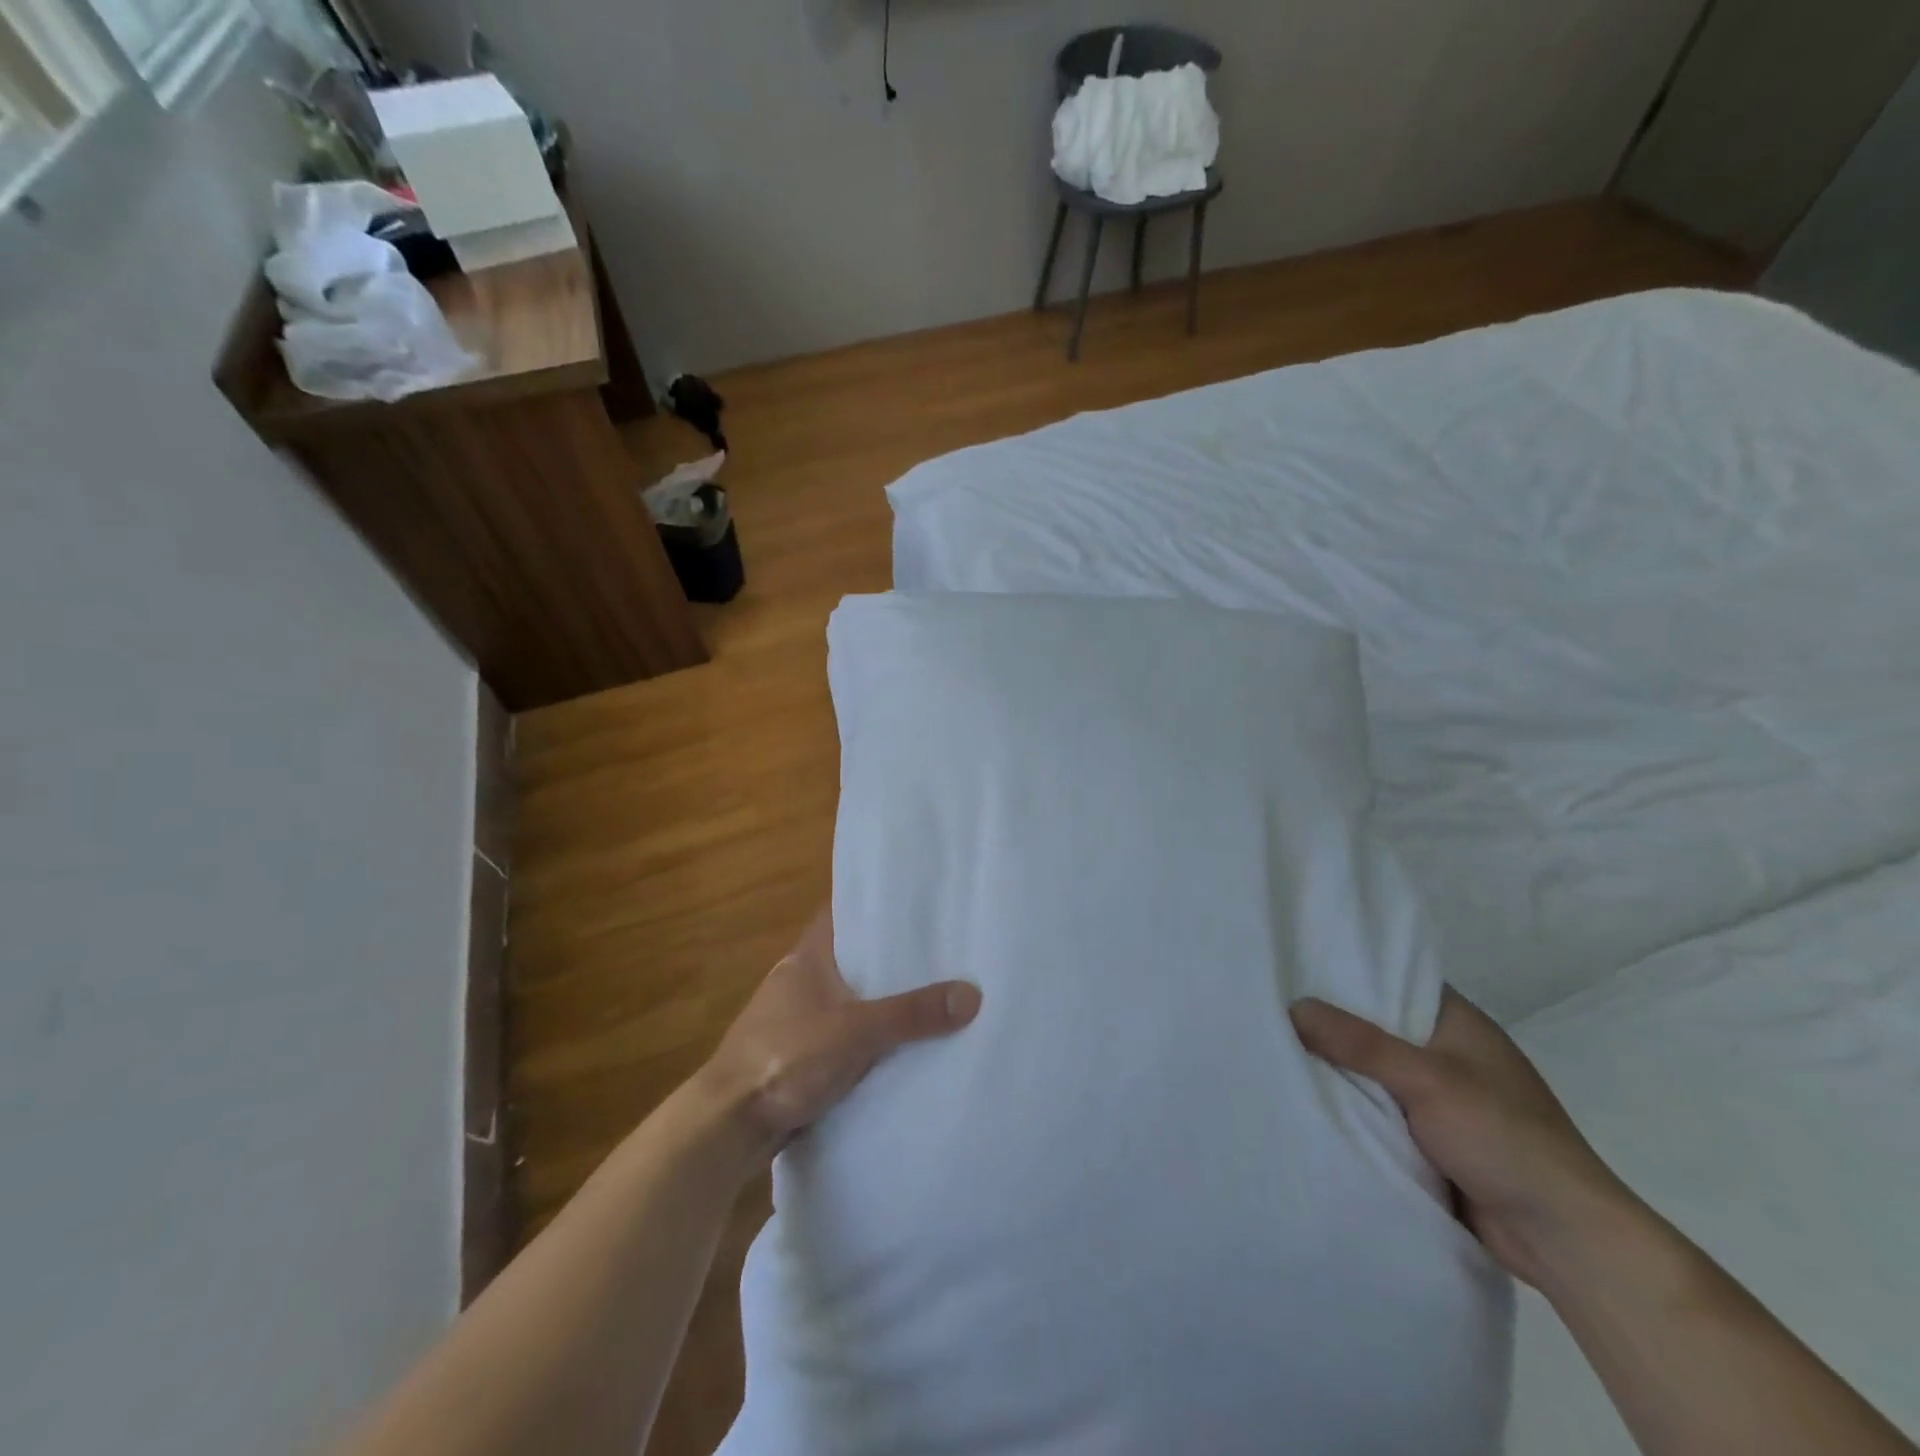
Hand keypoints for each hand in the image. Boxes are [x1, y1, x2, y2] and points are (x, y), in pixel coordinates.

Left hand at [695, 907, 982, 1156]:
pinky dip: (869, 1035)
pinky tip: (901, 1043)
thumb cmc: (784, 1058)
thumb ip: (911, 1014)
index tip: (918, 901)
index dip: (877, 904)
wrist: (727, 1126)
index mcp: (808, 956)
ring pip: (851, 998)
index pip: (845, 912)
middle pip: (853, 956)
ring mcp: (798, 1018)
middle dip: (891, 956)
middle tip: (942, 950)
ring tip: (932, 993)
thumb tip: (972, 994)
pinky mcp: (800, 1055)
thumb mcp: (855, 1032)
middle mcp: (801, 979)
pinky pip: (845, 1034)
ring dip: (881, 1000)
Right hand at [1291, 988, 1638, 1289]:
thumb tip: (1294, 1006)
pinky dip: (1351, 1103)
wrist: (1563, 1240)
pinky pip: (1378, 1107)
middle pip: (1376, 1024)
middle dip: (1330, 1020)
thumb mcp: (1427, 1080)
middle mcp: (1447, 1051)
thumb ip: (1360, 1044)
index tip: (1294, 961)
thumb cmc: (1503, 1138)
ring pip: (1373, 1069)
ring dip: (1337, 1066)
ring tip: (1275, 1044)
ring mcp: (1440, 1096)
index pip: (1393, 977)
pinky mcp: (1431, 1136)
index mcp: (1458, 1022)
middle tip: (1270, 1003)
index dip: (1347, 968)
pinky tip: (1306, 1094)